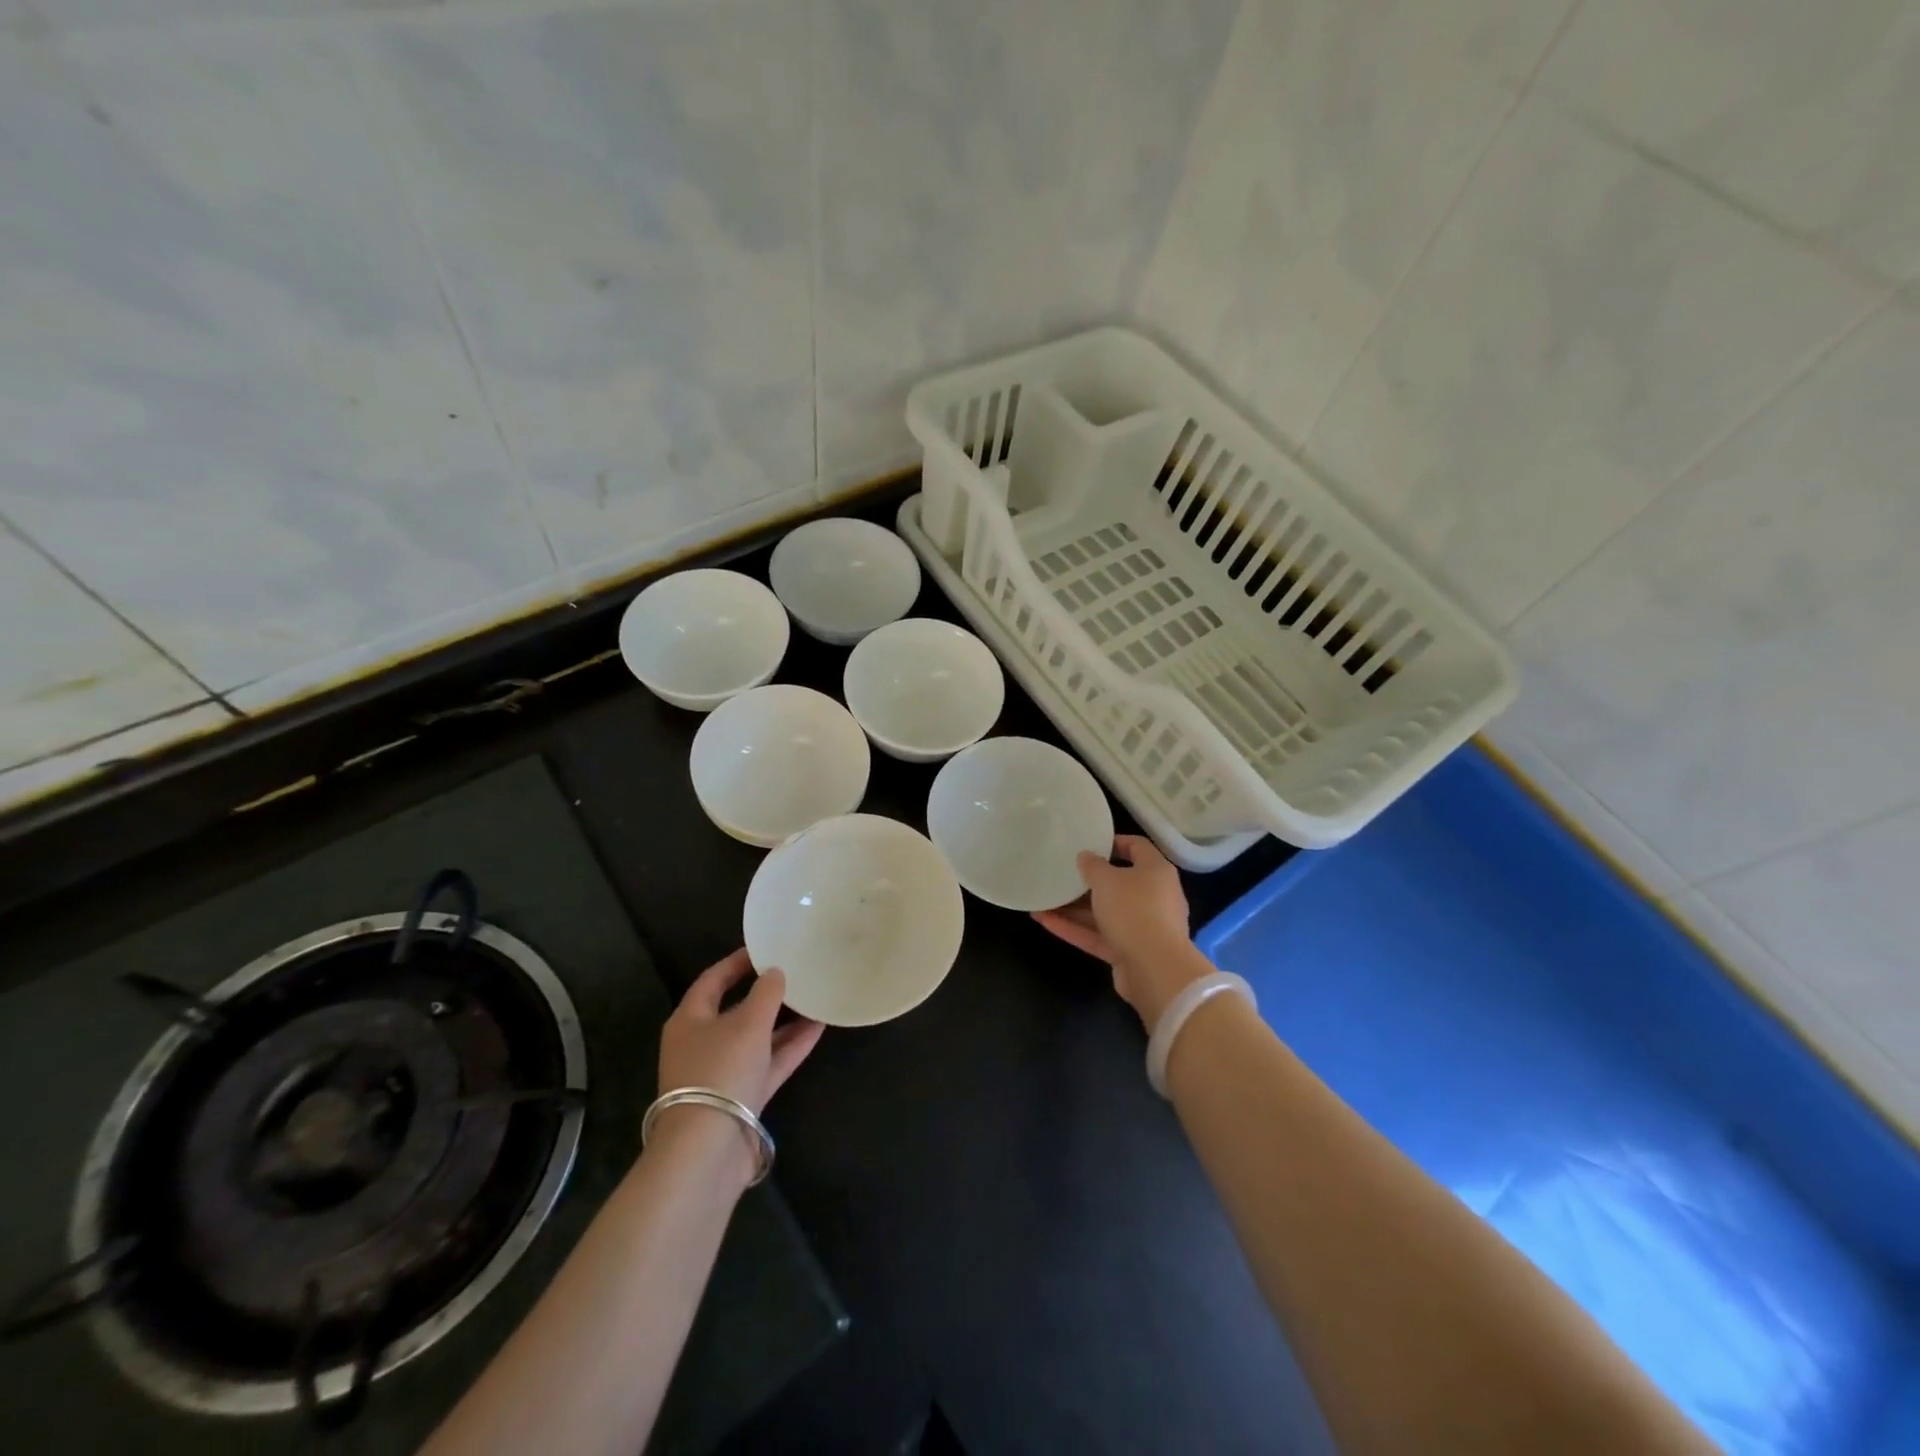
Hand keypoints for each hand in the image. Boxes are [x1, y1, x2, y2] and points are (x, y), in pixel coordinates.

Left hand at [658, 949, 823, 1114]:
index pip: (713, 980)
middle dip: (766, 993)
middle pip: (736, 1009)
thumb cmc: (720, 1070)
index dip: (738, 962)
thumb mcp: (747, 1023)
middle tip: (795, 972)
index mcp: (690, 1020)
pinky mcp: (741, 1098)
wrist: (708, 1150)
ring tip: (814, 997)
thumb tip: (775, 972)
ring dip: (784, 1020)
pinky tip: (818, 1028)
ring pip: (756, 1038)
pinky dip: (790, 1046)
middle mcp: (702, 1043)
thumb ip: (766, 993)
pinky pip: (768, 1063)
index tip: (765, 948)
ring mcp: (722, 1073)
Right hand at [1033, 834, 1206, 1029]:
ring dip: (1074, 907)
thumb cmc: (1134, 910)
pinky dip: (1074, 928)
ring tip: (1043, 900)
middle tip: (1061, 873)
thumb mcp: (1107, 880)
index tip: (1088, 843)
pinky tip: (1044, 921)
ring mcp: (1141, 926)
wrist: (1155, 969)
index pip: (1137, 847)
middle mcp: (1152, 896)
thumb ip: (1092, 866)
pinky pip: (1098, 935)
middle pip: (1118, 883)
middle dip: (1087, 881)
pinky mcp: (1128, 951)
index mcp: (1155, 872)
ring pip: (1104, 912)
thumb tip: (1086, 856)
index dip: (1113, 842)